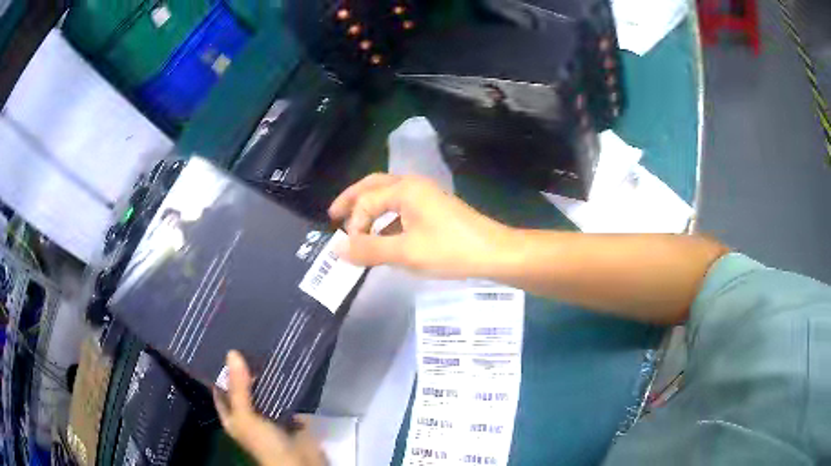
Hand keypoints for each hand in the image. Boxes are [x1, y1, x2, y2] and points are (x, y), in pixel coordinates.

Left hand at [213, 351, 324, 465]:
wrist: (299, 462)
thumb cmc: (265, 443)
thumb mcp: (246, 417)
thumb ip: (239, 388)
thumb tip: (232, 353)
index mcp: (233, 417)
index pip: (220, 391)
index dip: (218, 372)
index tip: (220, 347)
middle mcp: (248, 415)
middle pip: (242, 388)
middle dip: (243, 370)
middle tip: (243, 341)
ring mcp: (269, 414)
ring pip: (262, 391)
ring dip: (263, 375)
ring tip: (262, 346)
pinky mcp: (288, 413)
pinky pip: (282, 395)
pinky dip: (282, 383)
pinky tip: (282, 364)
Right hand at [328, 174, 513, 277]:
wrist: (494, 253)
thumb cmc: (450, 250)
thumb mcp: (406, 253)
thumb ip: (369, 250)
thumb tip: (337, 250)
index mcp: (405, 189)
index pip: (366, 201)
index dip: (354, 225)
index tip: (351, 250)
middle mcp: (413, 186)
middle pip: (373, 186)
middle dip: (352, 200)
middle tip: (333, 215)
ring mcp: (425, 196)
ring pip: (388, 196)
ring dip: (369, 208)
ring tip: (355, 227)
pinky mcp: (434, 209)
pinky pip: (401, 207)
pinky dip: (386, 218)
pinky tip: (384, 236)